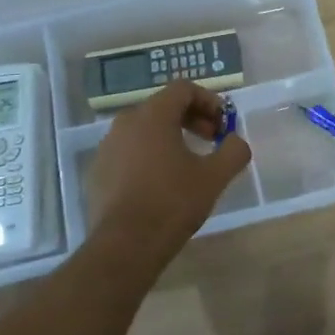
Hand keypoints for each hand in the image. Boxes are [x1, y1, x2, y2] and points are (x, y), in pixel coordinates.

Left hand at [82, 81, 251, 273]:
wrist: (125, 245)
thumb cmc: (172, 202)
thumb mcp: (214, 177)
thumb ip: (233, 151)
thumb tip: (236, 141)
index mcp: (152, 115)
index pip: (183, 89)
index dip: (209, 101)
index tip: (223, 124)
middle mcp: (125, 122)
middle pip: (163, 107)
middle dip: (191, 119)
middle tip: (211, 140)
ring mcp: (107, 146)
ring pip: (143, 130)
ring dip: (169, 137)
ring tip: (187, 163)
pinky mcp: (97, 171)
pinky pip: (127, 152)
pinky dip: (147, 156)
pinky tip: (160, 183)